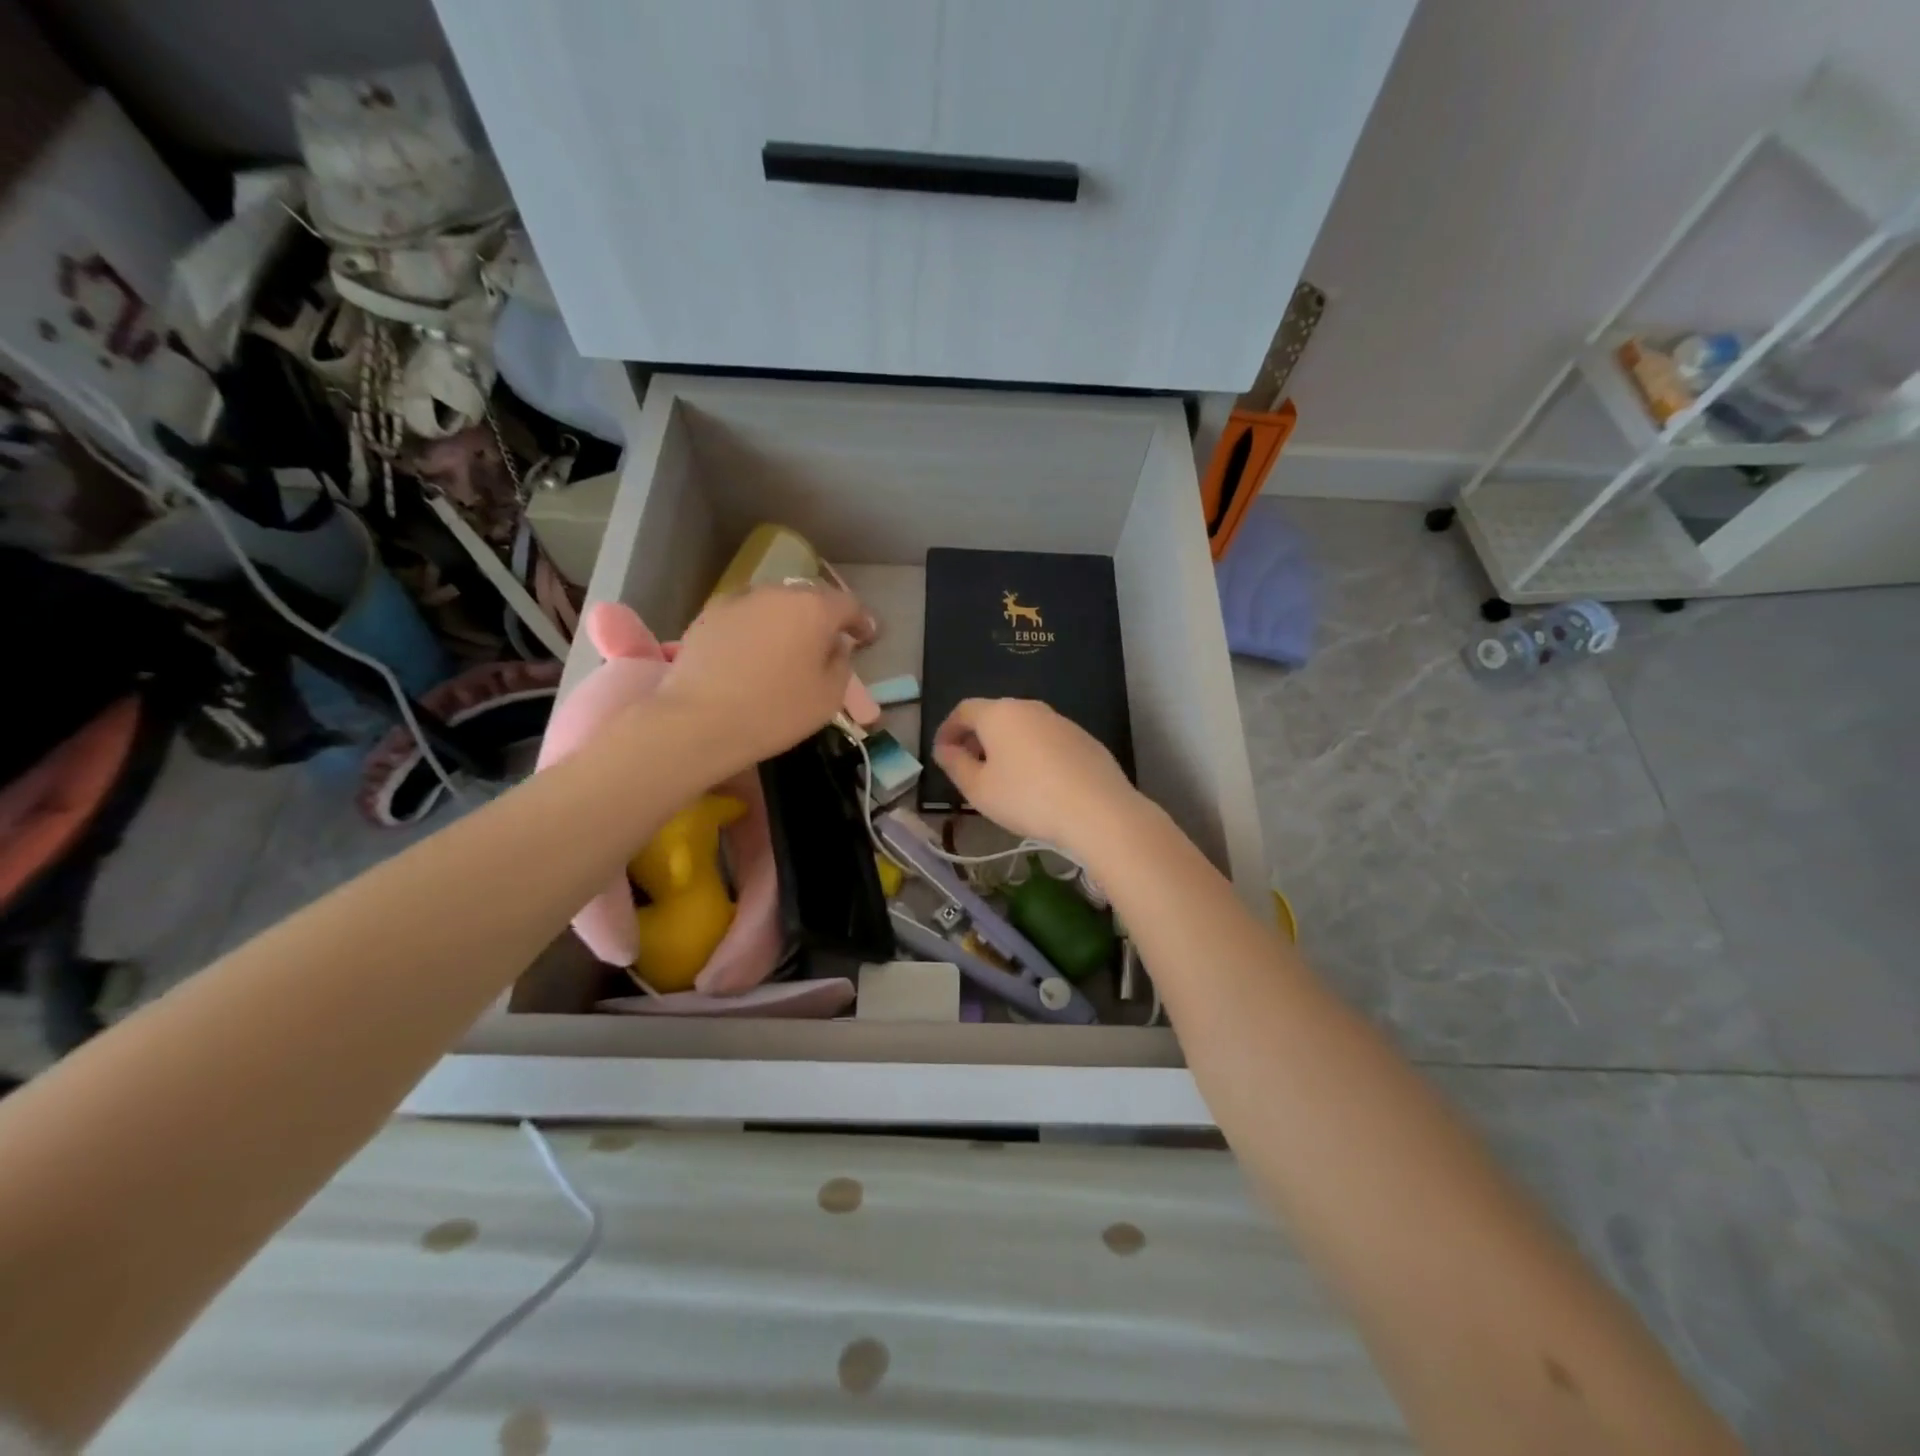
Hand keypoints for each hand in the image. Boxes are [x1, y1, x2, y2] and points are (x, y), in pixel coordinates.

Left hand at [656, 584, 873, 771]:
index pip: (848, 604)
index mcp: (814, 608)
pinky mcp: (708, 615)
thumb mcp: (829, 697)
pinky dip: (757, 628)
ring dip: (788, 620)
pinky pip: (746, 616)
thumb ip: (841, 663)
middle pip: (810, 598)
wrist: (699, 721)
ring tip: (789, 646)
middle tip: (828, 641)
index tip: (867, 637)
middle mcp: (777, 593)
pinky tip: (754, 652)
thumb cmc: (776, 711)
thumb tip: (835, 647)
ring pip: (775, 604)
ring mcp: (739, 600)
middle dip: (823, 617)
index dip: (862, 621)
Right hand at [932, 698, 1145, 854]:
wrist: (1098, 810)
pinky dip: (1033, 753)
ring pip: (1023, 727)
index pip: (964, 710)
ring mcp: (1061, 721)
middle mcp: (1030, 708)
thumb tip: (944, 749)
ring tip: (1002, 778)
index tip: (942, 753)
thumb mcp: (979, 789)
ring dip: (1006, 746)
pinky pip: (1047, 740)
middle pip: (995, 715)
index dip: (948, 729)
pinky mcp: (1084, 738)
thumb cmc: (1027, 798)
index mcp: (999, 714)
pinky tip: (1038, 783)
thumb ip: (955, 765)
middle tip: (969, 767)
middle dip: (977, 738)